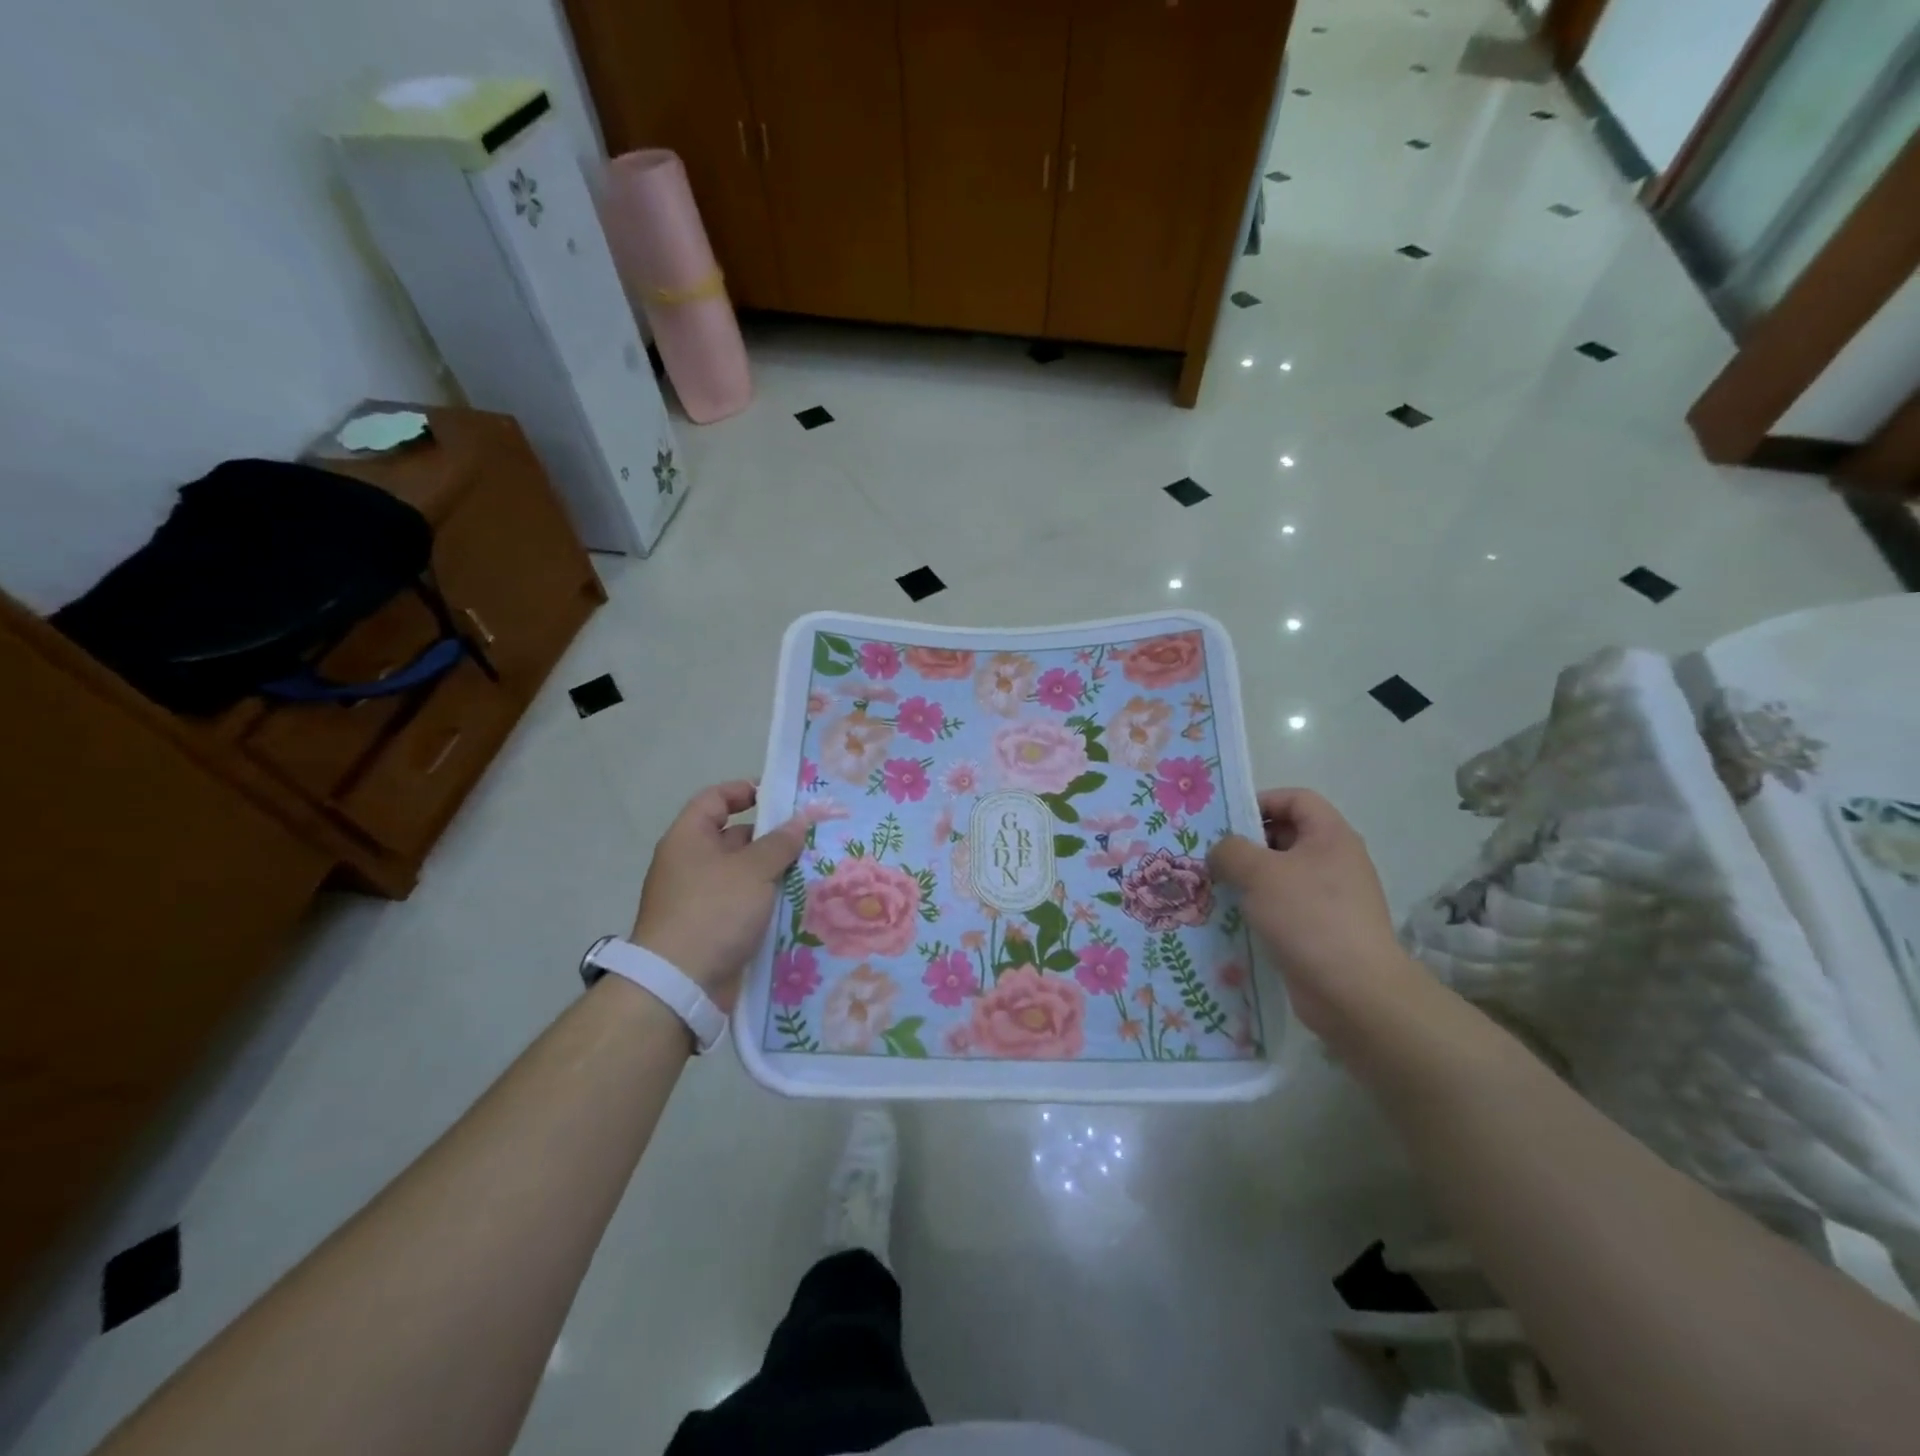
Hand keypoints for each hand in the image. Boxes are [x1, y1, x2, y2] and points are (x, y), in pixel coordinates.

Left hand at [631, 781, 807, 1012]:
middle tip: (810, 840)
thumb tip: (798, 821)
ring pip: (742, 875)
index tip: (780, 797)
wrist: (679, 985)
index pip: (715, 799)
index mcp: (689, 839)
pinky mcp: (709, 929)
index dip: (745, 791)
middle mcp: (689, 864)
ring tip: (812, 871)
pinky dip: (765, 903)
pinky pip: (742, 905)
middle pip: (733, 838)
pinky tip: (796, 905)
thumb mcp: (753, 870)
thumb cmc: (713, 912)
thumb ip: (779, 843)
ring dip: (773, 873)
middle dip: (771, 838)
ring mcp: (698, 899)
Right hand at [1208, 788, 1426, 1045]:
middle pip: (1287, 836)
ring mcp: (1332, 898)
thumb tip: (1221, 852)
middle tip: (1212, 857)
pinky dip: (1260, 908)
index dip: (1260, 802)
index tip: (1226, 822)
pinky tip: (1234, 919)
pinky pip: (1285, 907)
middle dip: (1247, 843)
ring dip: (1249, 879)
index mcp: (1330, 836)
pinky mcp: (1323, 930)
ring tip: (1215, 888)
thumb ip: (1231, 851)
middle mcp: (1336, 861)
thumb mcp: (1259, 872)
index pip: (1296, 798)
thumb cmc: (1308, 916)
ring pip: (1282, 875)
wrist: (1353, 991)